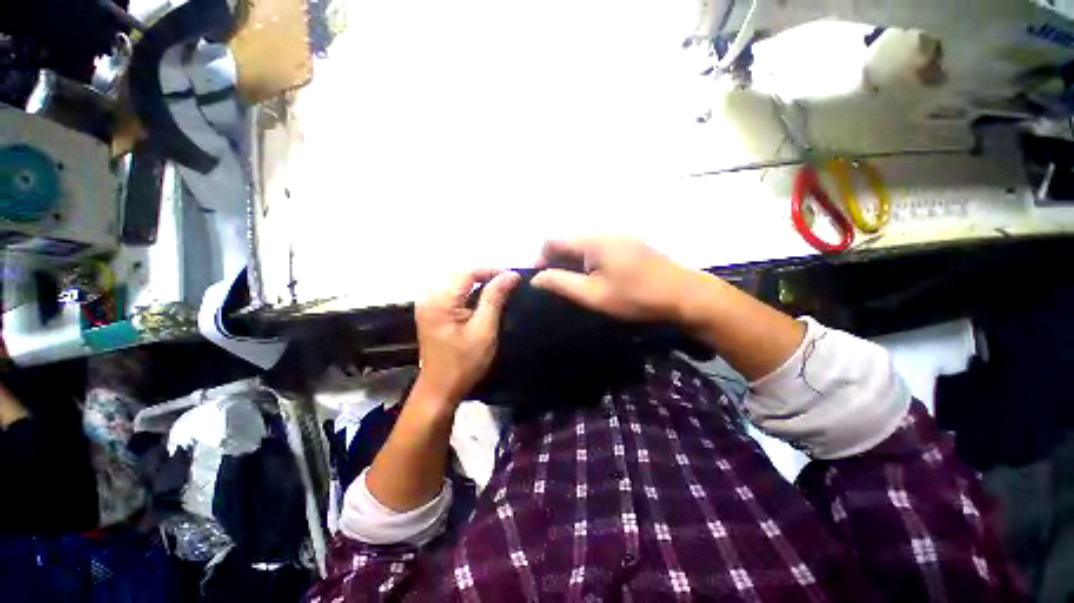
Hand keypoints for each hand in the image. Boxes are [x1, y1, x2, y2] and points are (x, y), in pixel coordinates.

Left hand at [413, 269, 520, 403]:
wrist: (440, 389)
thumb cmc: (464, 362)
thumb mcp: (484, 329)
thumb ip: (495, 298)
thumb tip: (511, 275)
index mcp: (440, 300)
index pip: (468, 271)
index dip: (492, 271)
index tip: (513, 278)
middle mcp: (430, 296)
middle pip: (460, 273)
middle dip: (485, 275)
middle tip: (508, 284)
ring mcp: (428, 304)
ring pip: (456, 281)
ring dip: (478, 282)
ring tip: (499, 290)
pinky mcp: (432, 311)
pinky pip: (452, 291)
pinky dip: (469, 291)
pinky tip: (483, 299)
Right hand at [531, 237, 695, 322]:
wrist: (684, 295)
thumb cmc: (635, 297)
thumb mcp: (593, 295)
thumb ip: (561, 283)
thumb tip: (536, 278)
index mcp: (592, 241)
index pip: (552, 240)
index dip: (540, 258)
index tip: (540, 281)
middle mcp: (604, 232)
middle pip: (568, 241)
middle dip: (556, 261)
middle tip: (557, 286)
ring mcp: (619, 236)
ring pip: (583, 245)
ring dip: (572, 262)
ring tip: (575, 285)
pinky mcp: (630, 244)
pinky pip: (599, 248)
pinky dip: (589, 261)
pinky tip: (596, 278)